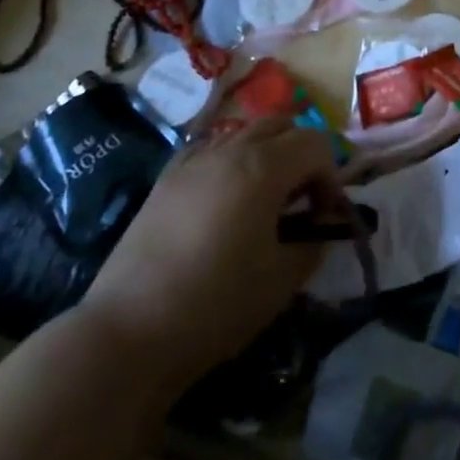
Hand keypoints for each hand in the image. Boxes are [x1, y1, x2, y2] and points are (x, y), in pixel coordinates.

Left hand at [82, 117, 339, 382]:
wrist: (128, 333)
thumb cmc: (216, 304)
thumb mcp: (282, 280)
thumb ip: (314, 243)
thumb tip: (322, 227)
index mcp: (264, 167)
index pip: (316, 144)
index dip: (331, 176)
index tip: (323, 217)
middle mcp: (231, 151)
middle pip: (283, 127)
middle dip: (302, 157)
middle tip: (300, 202)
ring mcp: (194, 161)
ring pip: (245, 134)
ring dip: (267, 156)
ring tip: (263, 201)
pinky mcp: (166, 180)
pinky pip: (211, 151)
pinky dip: (230, 163)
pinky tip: (224, 202)